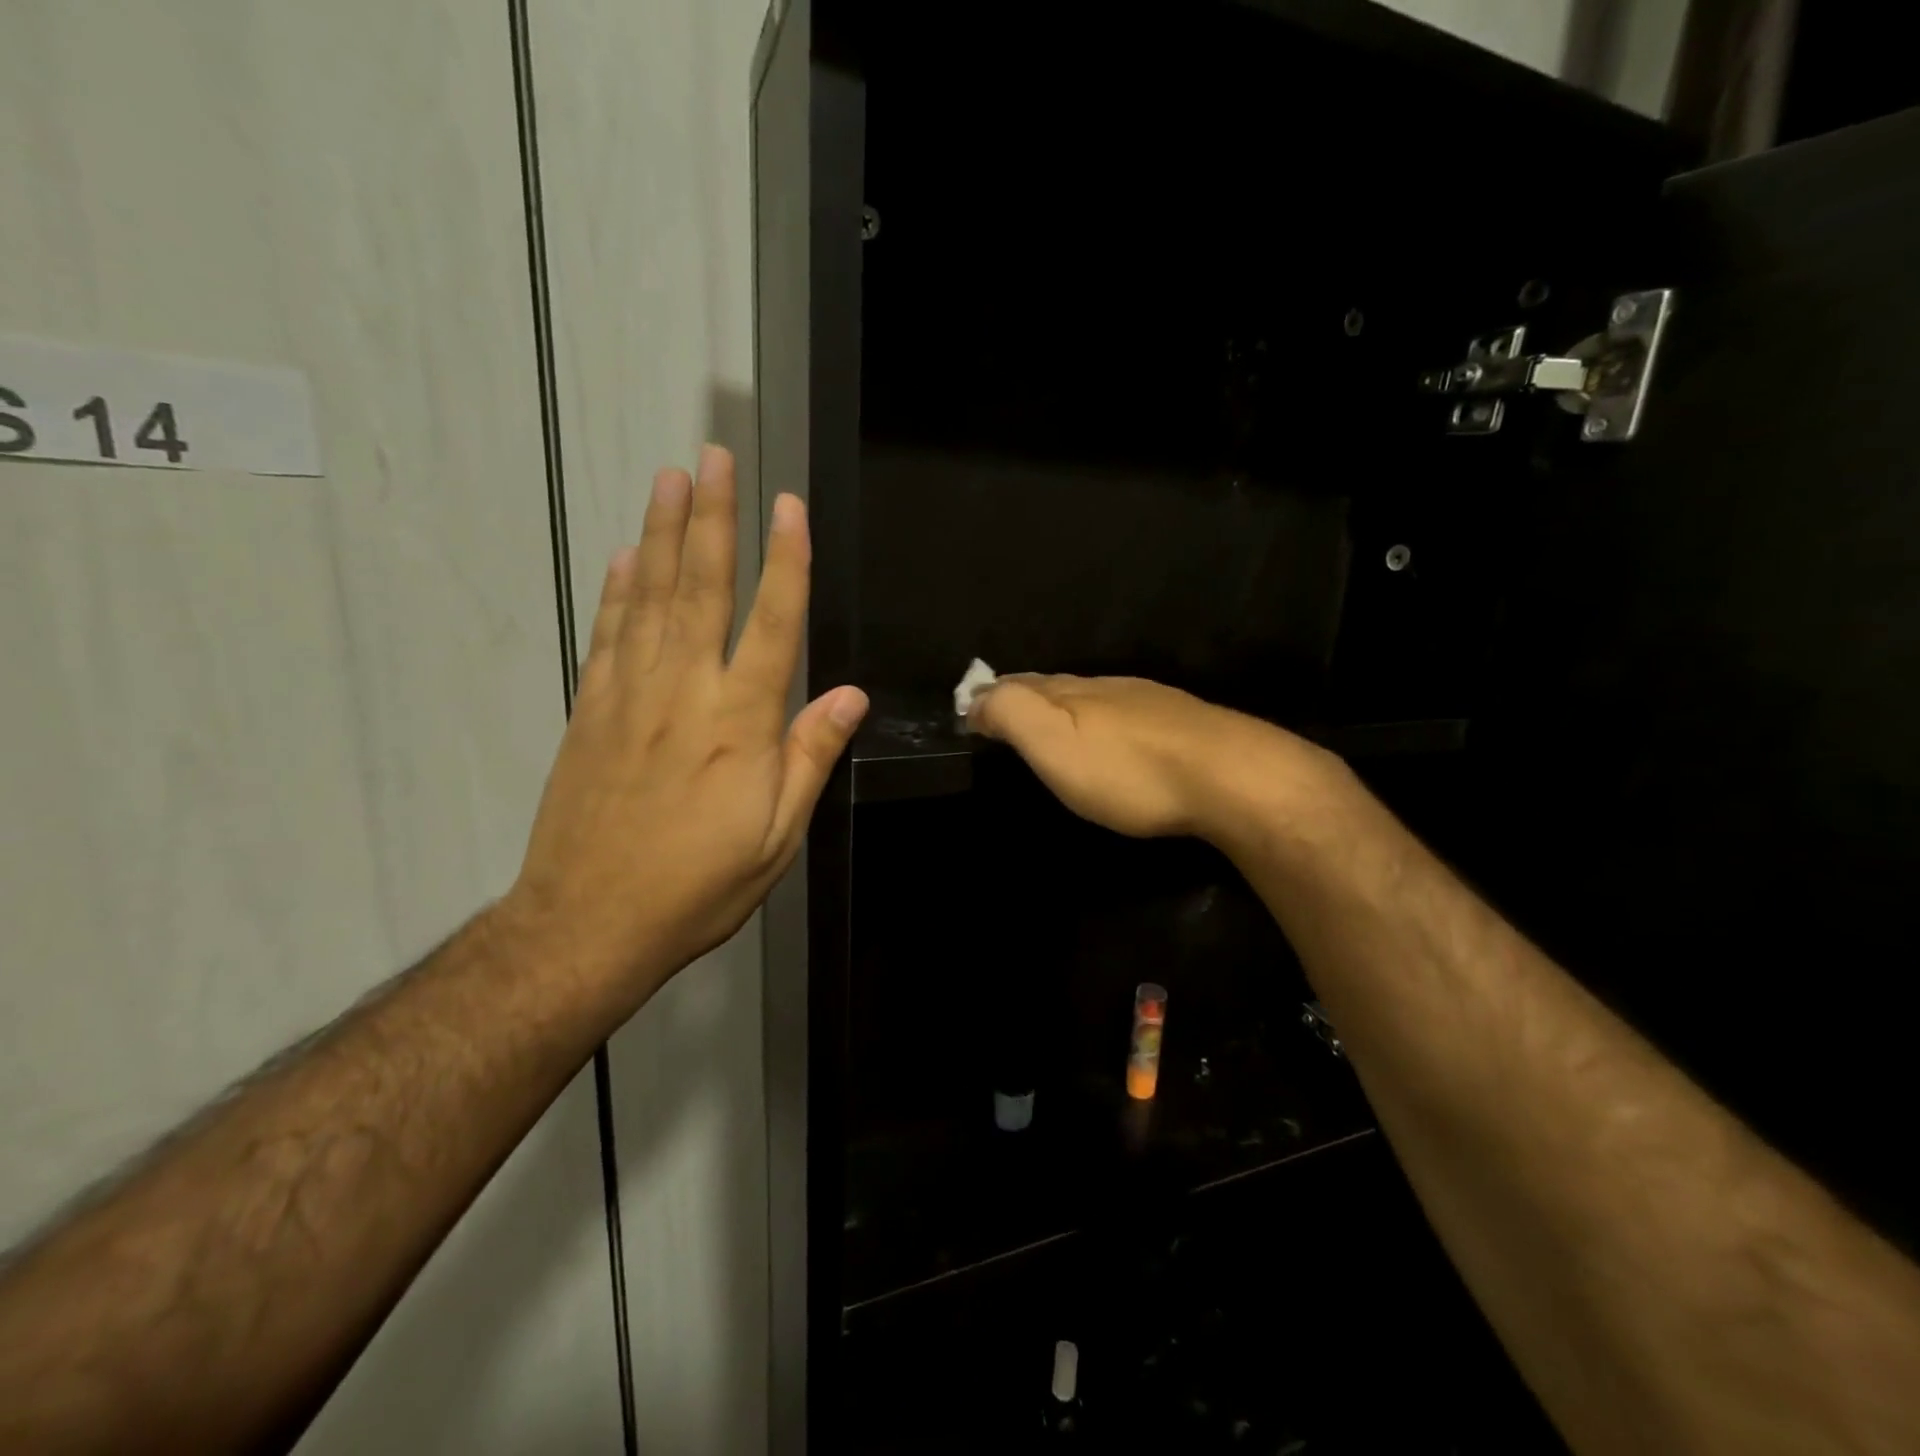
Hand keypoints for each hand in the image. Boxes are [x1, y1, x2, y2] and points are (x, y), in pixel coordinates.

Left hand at [505, 446, 867, 1010]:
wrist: (586, 925)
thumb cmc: (698, 886)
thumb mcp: (776, 837)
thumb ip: (810, 758)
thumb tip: (851, 698)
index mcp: (740, 723)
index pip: (772, 624)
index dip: (785, 562)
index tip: (788, 507)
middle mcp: (684, 692)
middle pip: (703, 589)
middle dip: (712, 518)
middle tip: (715, 457)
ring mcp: (629, 697)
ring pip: (648, 598)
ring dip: (661, 534)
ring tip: (669, 479)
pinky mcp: (590, 712)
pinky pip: (607, 635)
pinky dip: (616, 591)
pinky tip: (621, 558)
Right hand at [968, 675, 1327, 841]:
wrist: (1228, 775)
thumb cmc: (1128, 770)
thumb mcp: (1054, 745)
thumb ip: (1012, 715)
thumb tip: (976, 698)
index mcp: (1071, 693)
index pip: (1019, 685)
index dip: (991, 696)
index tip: (970, 710)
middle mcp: (1105, 686)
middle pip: (1055, 685)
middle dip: (1025, 694)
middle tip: (1004, 710)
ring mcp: (1146, 700)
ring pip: (1092, 694)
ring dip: (1064, 703)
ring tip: (1051, 719)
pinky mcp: (1179, 721)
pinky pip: (1124, 710)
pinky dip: (1101, 716)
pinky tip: (1111, 730)